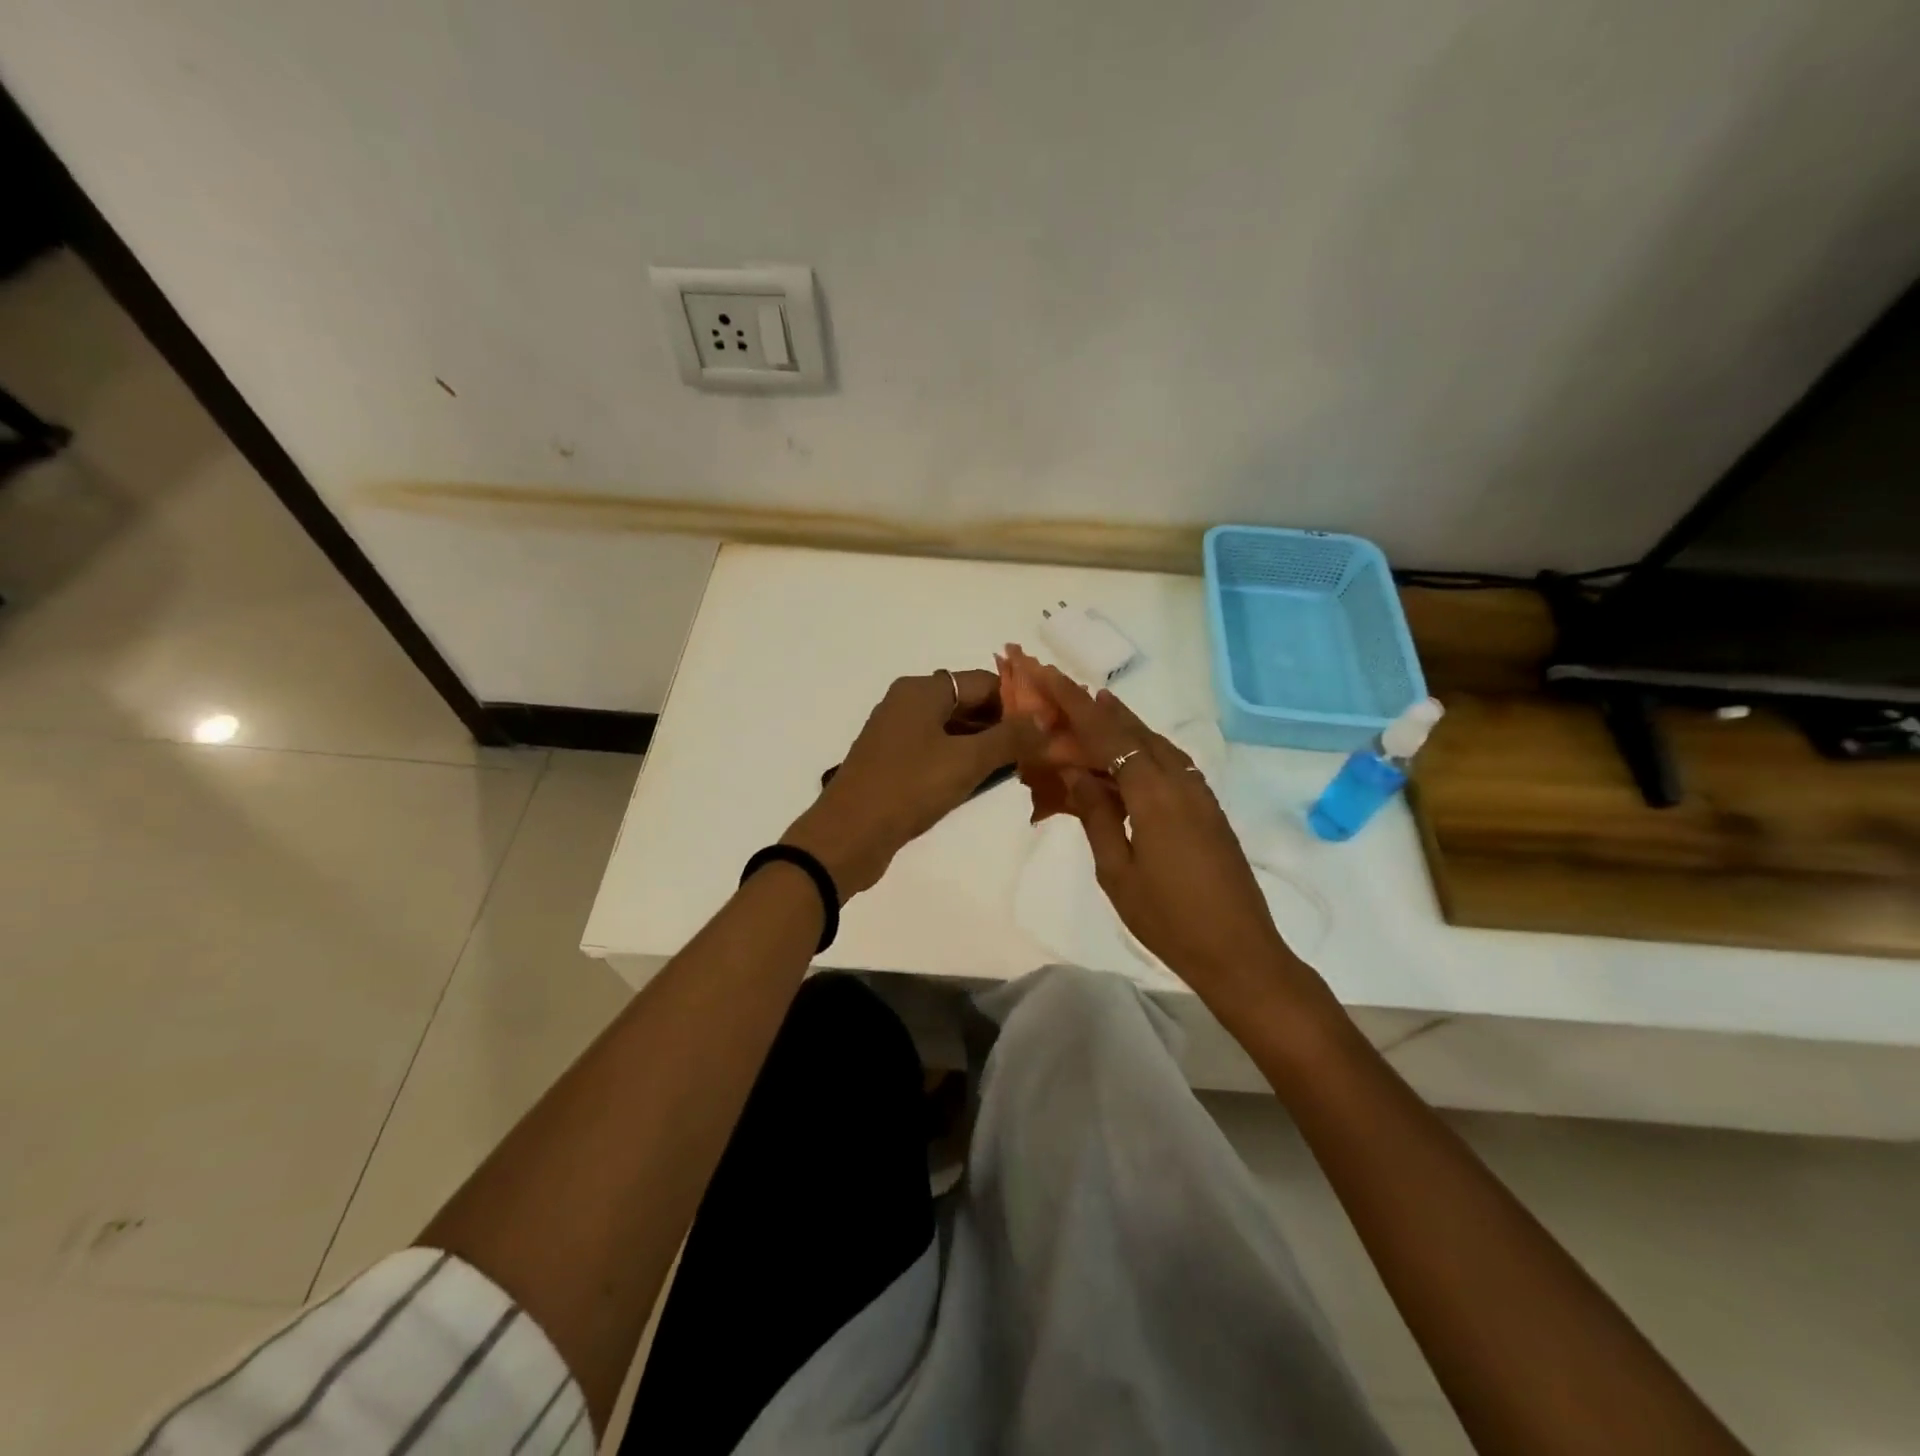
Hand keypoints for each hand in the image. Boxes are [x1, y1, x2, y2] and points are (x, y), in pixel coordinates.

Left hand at [784, 669, 1040, 895]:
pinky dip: (962, 760)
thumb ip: (1009, 738)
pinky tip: (985, 780)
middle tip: (1042, 748)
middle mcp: (907, 703)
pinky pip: (937, 751)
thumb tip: (1045, 719)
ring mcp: (898, 734)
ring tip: (1022, 766)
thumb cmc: (908, 788)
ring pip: (953, 730)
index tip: (1049, 725)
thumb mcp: (966, 761)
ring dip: (985, 745)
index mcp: (921, 690)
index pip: (983, 682)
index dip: (1019, 701)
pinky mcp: (893, 763)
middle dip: (1004, 724)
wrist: (847, 836)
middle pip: (968, 703)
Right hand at [1048, 678, 1305, 993]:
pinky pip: (1170, 763)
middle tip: (1066, 687)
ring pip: (1157, 744)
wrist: (1239, 951)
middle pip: (1135, 730)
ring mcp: (1200, 794)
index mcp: (1153, 794)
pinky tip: (1130, 754)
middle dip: (1098, 707)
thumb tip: (1075, 771)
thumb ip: (1096, 815)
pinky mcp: (1208, 809)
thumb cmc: (1168, 919)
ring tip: (1094, 707)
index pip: (1107, 736)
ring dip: (1124, 723)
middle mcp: (1180, 782)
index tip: (1049, 676)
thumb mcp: (1117, 872)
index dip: (1074, 704)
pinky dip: (1144, 747)